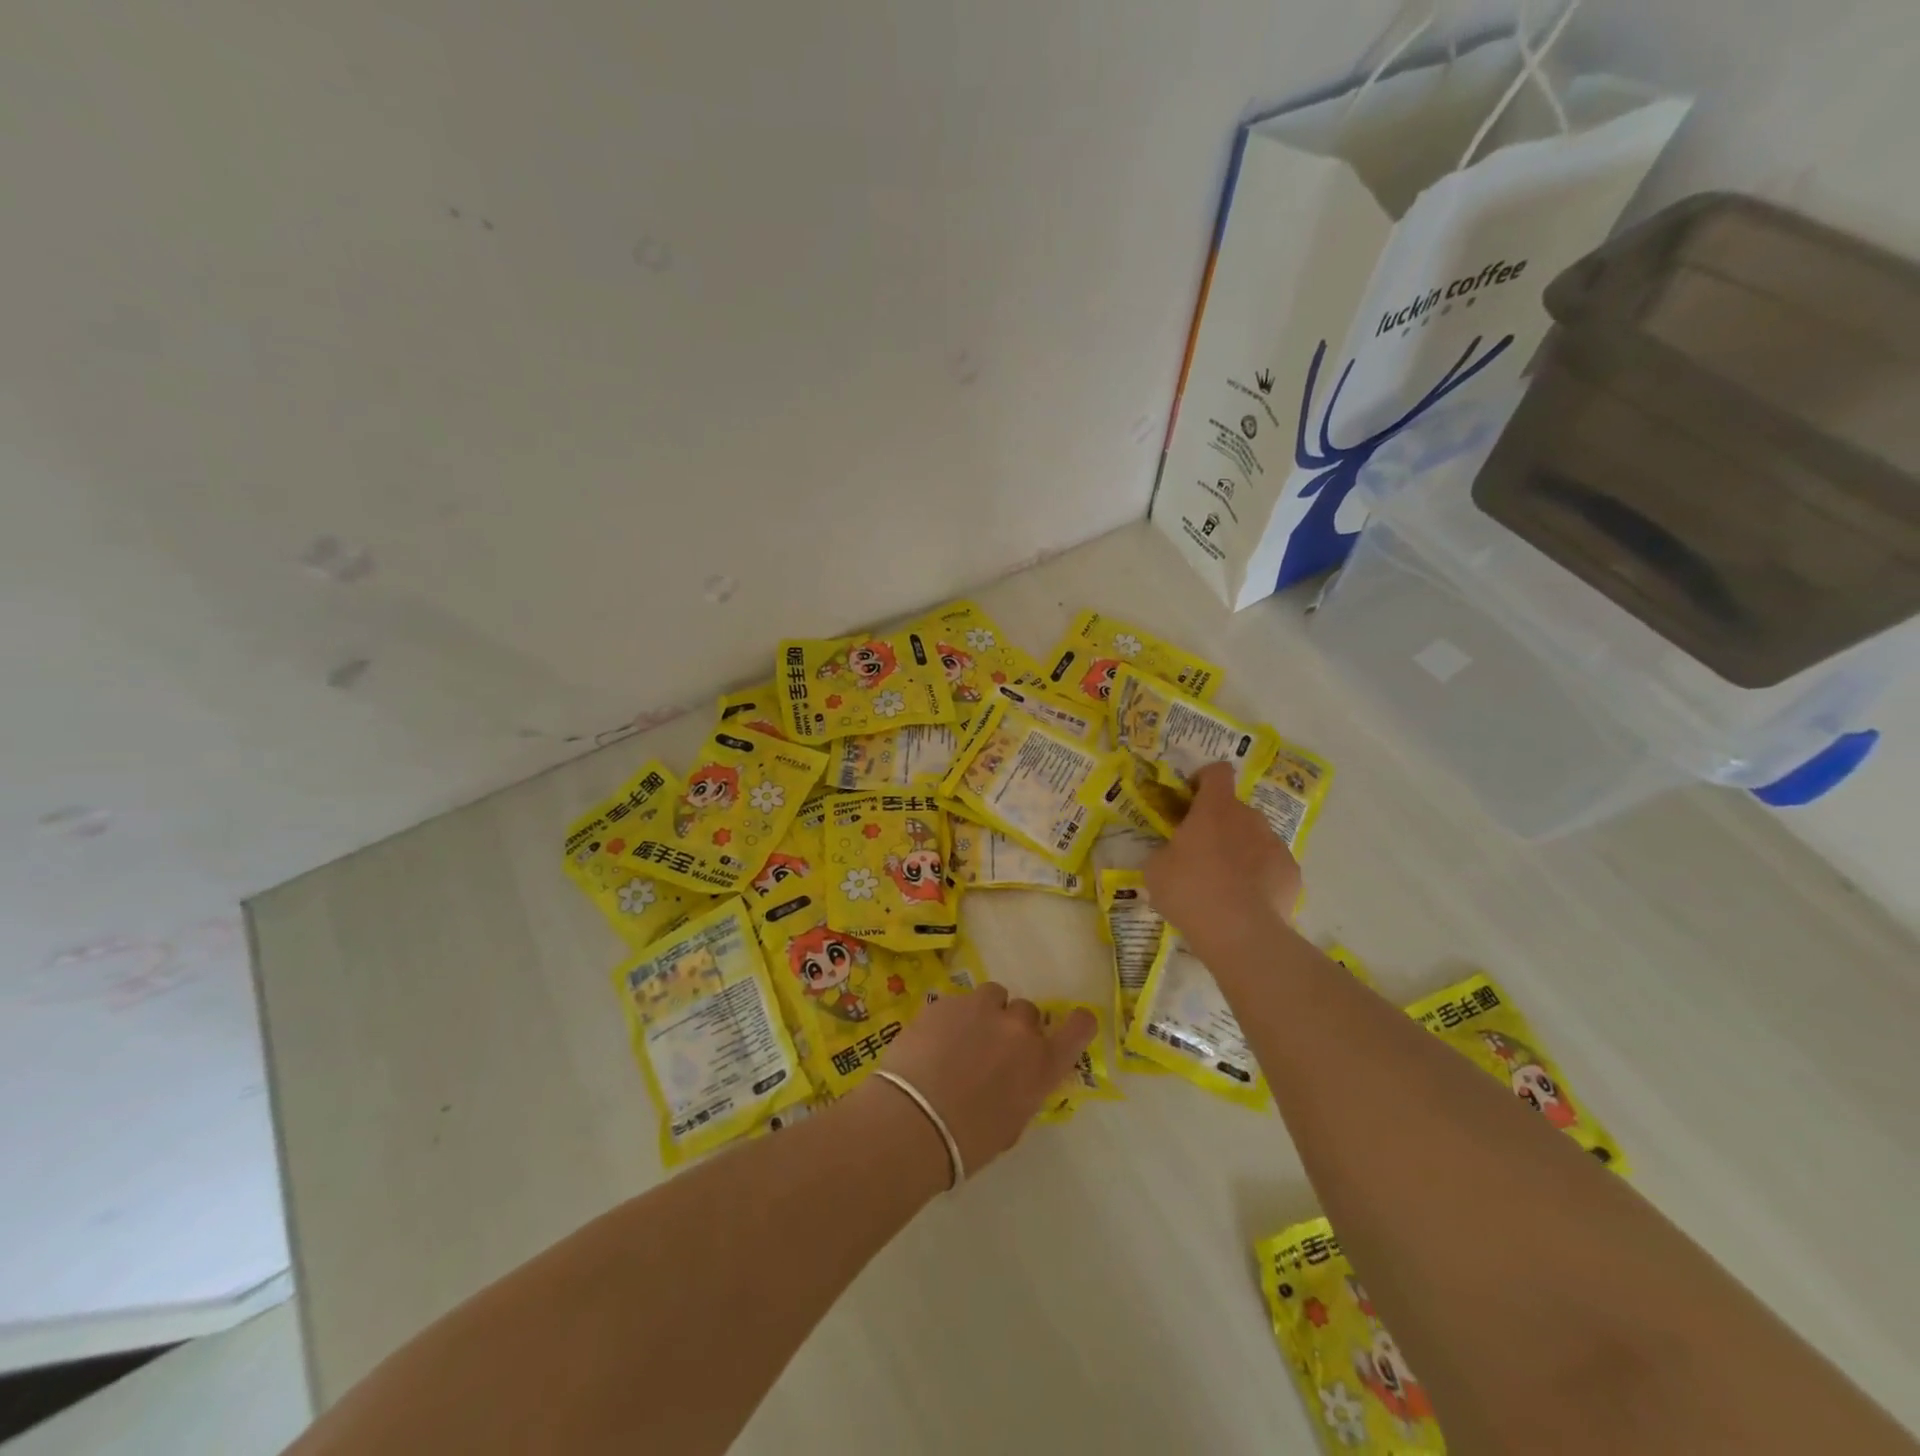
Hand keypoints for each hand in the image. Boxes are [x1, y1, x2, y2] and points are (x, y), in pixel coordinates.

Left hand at [875, 983, 1094, 1176]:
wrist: (914, 1121)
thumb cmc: (967, 1142)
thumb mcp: (1011, 1124)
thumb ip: (1023, 1089)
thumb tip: (1016, 1076)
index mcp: (1042, 1064)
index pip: (1079, 1027)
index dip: (1077, 1024)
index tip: (1067, 1028)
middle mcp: (1019, 1029)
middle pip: (1027, 1012)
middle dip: (1013, 1027)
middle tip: (992, 1050)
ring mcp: (982, 1009)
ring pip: (993, 996)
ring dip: (984, 1012)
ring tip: (962, 1037)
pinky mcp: (947, 1001)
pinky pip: (958, 1001)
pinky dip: (951, 1016)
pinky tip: (933, 1041)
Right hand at [1146, 762, 1300, 972]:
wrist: (1240, 933)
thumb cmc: (1190, 891)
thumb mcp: (1156, 869)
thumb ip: (1166, 851)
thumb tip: (1173, 853)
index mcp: (1215, 808)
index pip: (1217, 772)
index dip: (1203, 779)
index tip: (1190, 799)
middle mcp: (1250, 817)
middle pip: (1234, 809)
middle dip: (1219, 825)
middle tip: (1200, 854)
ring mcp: (1275, 844)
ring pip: (1254, 838)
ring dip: (1240, 850)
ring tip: (1224, 884)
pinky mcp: (1292, 873)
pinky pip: (1271, 866)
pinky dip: (1260, 876)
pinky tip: (1246, 901)